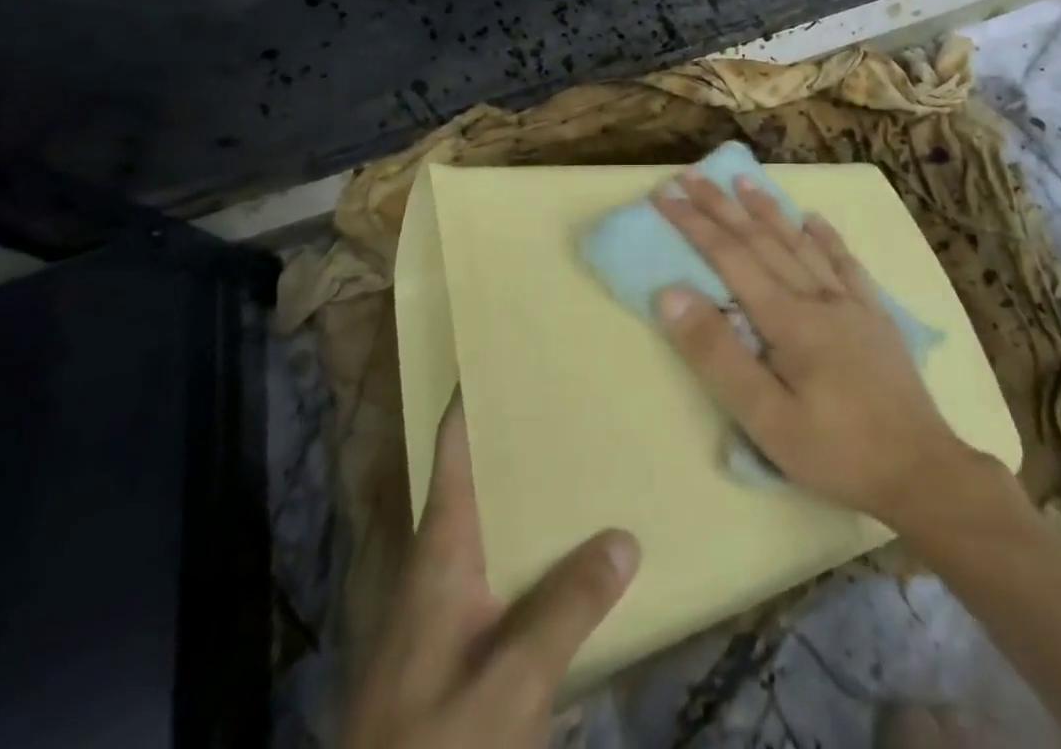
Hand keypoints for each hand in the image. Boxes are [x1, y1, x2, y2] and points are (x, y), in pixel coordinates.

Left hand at [343, 399, 639, 748]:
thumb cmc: (435, 743)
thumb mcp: (508, 686)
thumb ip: (565, 610)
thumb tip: (625, 536)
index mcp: (441, 550)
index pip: (455, 449)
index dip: (474, 397)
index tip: (509, 351)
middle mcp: (442, 564)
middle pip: (481, 479)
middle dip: (523, 439)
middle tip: (577, 398)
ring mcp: (448, 607)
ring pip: (496, 525)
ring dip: (534, 494)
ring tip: (588, 459)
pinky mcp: (459, 645)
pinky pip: (505, 571)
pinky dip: (538, 548)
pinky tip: (576, 555)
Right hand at [651, 172, 971, 524]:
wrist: (923, 471)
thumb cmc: (835, 451)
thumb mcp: (764, 417)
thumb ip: (717, 353)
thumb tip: (672, 293)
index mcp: (788, 318)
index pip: (730, 257)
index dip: (694, 224)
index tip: (665, 196)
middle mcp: (817, 296)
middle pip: (762, 240)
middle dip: (722, 206)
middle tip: (692, 175)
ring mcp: (851, 303)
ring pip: (801, 243)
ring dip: (769, 210)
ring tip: (744, 181)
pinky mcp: (876, 316)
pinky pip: (846, 264)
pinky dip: (827, 238)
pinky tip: (815, 219)